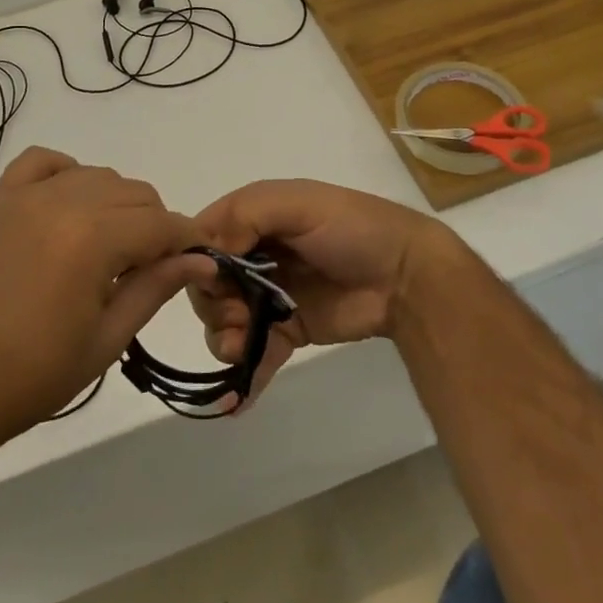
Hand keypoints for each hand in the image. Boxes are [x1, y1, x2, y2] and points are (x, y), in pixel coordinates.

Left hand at [0, 147, 215, 449]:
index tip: (199, 257)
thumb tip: (203, 260)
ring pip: (97, 175)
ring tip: (107, 246)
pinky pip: (43, 161)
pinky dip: (66, 173)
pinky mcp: (0, 199)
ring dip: (116, 203)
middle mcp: (64, 202)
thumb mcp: (109, 336)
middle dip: (155, 224)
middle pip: (135, 192)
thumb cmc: (37, 373)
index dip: (188, 239)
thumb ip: (157, 287)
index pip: (162, 223)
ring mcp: (27, 196)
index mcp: (94, 239)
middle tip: (147, 266)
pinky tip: (68, 205)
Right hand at [189, 179, 460, 407]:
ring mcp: (269, 296)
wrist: (406, 276)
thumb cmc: (352, 229)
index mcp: (253, 218)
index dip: (196, 262)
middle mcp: (254, 256)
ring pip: (223, 322)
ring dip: (224, 339)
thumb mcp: (299, 204)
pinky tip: (238, 398)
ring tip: (242, 348)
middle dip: (214, 305)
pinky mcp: (287, 331)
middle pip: (207, 286)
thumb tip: (209, 254)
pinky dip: (243, 375)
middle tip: (238, 314)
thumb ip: (247, 216)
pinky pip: (253, 354)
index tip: (213, 282)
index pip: (202, 239)